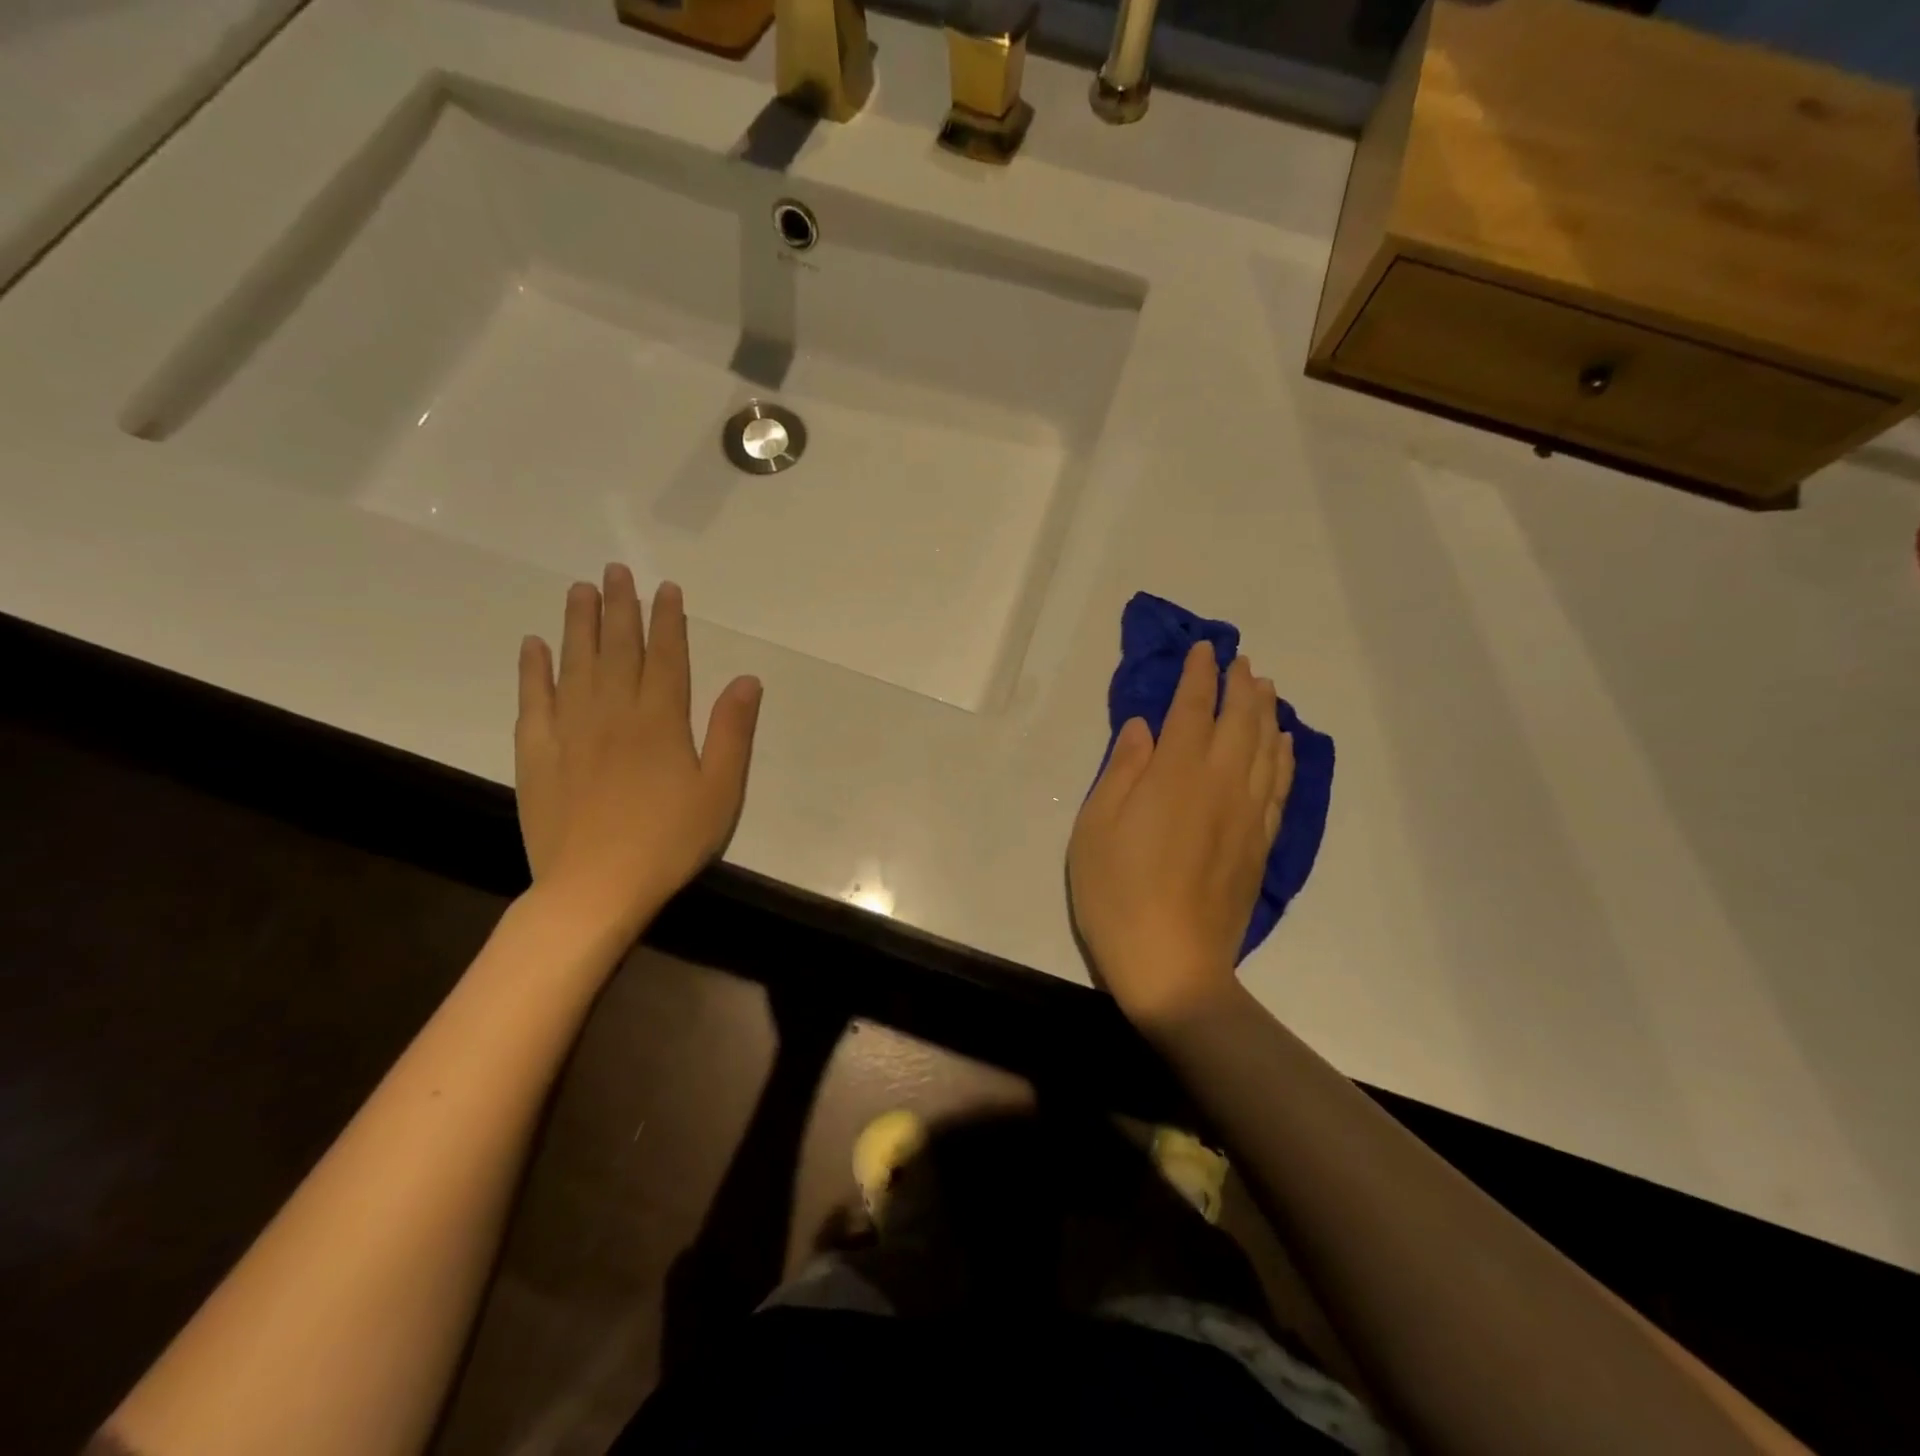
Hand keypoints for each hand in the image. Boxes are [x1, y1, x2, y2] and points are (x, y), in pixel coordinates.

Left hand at [515, 565, 761, 941]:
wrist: (594, 887)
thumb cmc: (669, 840)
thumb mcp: (720, 791)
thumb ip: (732, 731)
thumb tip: (746, 679)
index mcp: (661, 720)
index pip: (665, 656)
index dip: (667, 620)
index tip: (665, 588)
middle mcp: (613, 712)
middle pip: (617, 649)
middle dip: (620, 607)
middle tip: (615, 570)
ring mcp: (570, 730)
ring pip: (574, 663)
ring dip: (578, 624)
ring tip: (579, 590)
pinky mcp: (536, 753)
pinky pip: (533, 700)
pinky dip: (533, 669)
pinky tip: (534, 645)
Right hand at [1067, 642, 1292, 1027]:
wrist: (1172, 964)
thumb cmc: (1117, 893)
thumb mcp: (1096, 827)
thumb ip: (1122, 770)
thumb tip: (1145, 728)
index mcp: (1175, 774)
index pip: (1192, 709)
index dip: (1198, 676)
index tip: (1203, 650)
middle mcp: (1220, 783)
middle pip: (1239, 721)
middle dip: (1238, 686)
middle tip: (1238, 662)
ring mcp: (1247, 815)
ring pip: (1266, 748)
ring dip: (1266, 713)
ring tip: (1264, 689)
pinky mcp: (1261, 844)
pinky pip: (1279, 786)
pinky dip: (1283, 756)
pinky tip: (1283, 744)